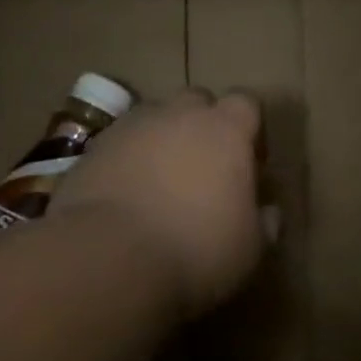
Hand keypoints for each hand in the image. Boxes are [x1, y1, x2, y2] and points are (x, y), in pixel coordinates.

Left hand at [51, 89, 266, 317]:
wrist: (109, 258)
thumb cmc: (196, 250)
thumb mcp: (250, 248)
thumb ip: (265, 223)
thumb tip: (268, 213)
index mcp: (226, 130)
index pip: (247, 103)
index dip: (251, 130)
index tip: (251, 164)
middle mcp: (178, 115)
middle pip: (198, 102)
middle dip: (204, 127)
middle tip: (206, 170)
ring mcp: (130, 128)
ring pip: (154, 119)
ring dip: (164, 140)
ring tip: (163, 183)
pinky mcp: (91, 150)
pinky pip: (120, 144)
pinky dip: (128, 161)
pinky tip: (128, 197)